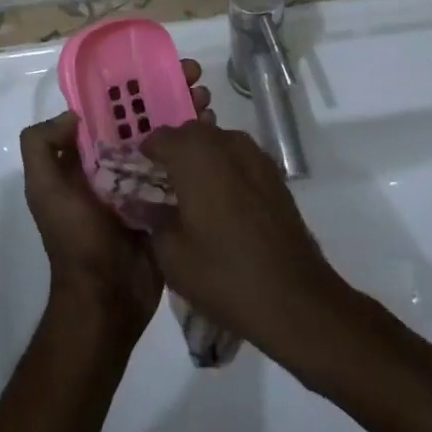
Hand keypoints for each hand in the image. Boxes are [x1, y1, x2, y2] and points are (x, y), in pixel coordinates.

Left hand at [21, 60, 209, 335]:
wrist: (106, 300)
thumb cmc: (75, 240)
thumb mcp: (44, 190)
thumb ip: (42, 146)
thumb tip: (74, 114)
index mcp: (87, 158)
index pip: (111, 110)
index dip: (132, 86)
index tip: (158, 67)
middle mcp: (116, 164)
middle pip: (145, 119)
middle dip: (168, 94)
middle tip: (196, 79)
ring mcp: (145, 184)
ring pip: (168, 139)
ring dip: (187, 116)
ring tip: (209, 101)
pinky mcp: (169, 204)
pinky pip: (184, 170)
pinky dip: (198, 150)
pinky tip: (216, 134)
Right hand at [142, 121, 348, 358]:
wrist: (295, 298)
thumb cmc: (225, 275)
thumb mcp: (172, 255)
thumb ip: (151, 219)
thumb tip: (139, 202)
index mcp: (195, 155)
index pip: (158, 137)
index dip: (144, 155)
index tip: (136, 178)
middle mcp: (225, 142)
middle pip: (189, 134)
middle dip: (173, 154)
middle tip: (161, 188)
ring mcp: (255, 155)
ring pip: (216, 143)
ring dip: (201, 160)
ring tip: (192, 198)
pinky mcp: (274, 174)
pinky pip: (239, 159)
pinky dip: (225, 171)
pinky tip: (222, 206)